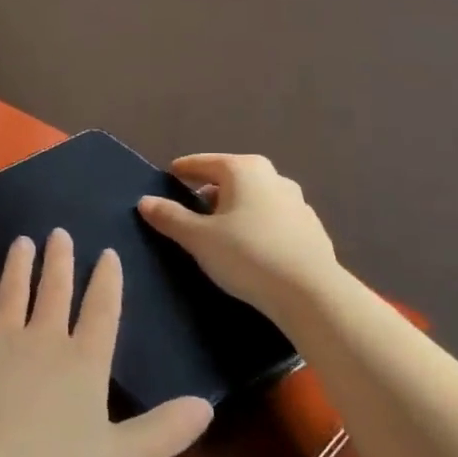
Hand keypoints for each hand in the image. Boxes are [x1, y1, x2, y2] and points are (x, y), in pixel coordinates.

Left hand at [0, 229, 212, 456]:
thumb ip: (164, 433)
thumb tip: (207, 405)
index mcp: (84, 362)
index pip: (101, 311)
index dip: (107, 281)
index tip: (107, 253)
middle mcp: (44, 337)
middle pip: (56, 289)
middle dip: (60, 259)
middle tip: (59, 232)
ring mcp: (0, 334)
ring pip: (14, 288)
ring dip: (20, 263)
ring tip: (23, 241)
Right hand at [137, 154, 340, 309]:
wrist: (311, 293)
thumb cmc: (247, 255)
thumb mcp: (198, 238)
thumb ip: (170, 217)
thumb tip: (145, 201)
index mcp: (243, 170)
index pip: (204, 162)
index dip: (184, 169)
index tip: (171, 175)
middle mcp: (273, 177)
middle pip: (232, 178)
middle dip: (211, 189)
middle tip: (193, 206)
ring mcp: (297, 203)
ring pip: (256, 198)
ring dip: (237, 208)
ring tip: (222, 230)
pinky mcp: (312, 229)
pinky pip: (274, 219)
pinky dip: (258, 225)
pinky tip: (252, 248)